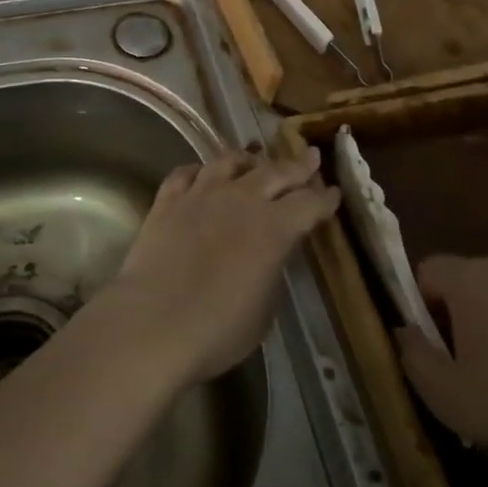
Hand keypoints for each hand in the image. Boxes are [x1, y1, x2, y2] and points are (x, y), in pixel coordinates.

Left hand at [100, 150, 338, 386]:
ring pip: (229, 161)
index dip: (324, 198)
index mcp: (275, 228)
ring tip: (254, 159)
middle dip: (297, 165)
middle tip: (310, 157)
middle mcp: (241, 199)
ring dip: (247, 159)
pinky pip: (187, 172)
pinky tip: (203, 174)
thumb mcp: (264, 308)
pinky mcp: (168, 199)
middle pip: (275, 172)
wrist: (153, 321)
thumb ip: (271, 270)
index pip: (309, 204)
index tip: (333, 192)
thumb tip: (268, 254)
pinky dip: (200, 170)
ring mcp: (201, 193)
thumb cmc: (218, 329)